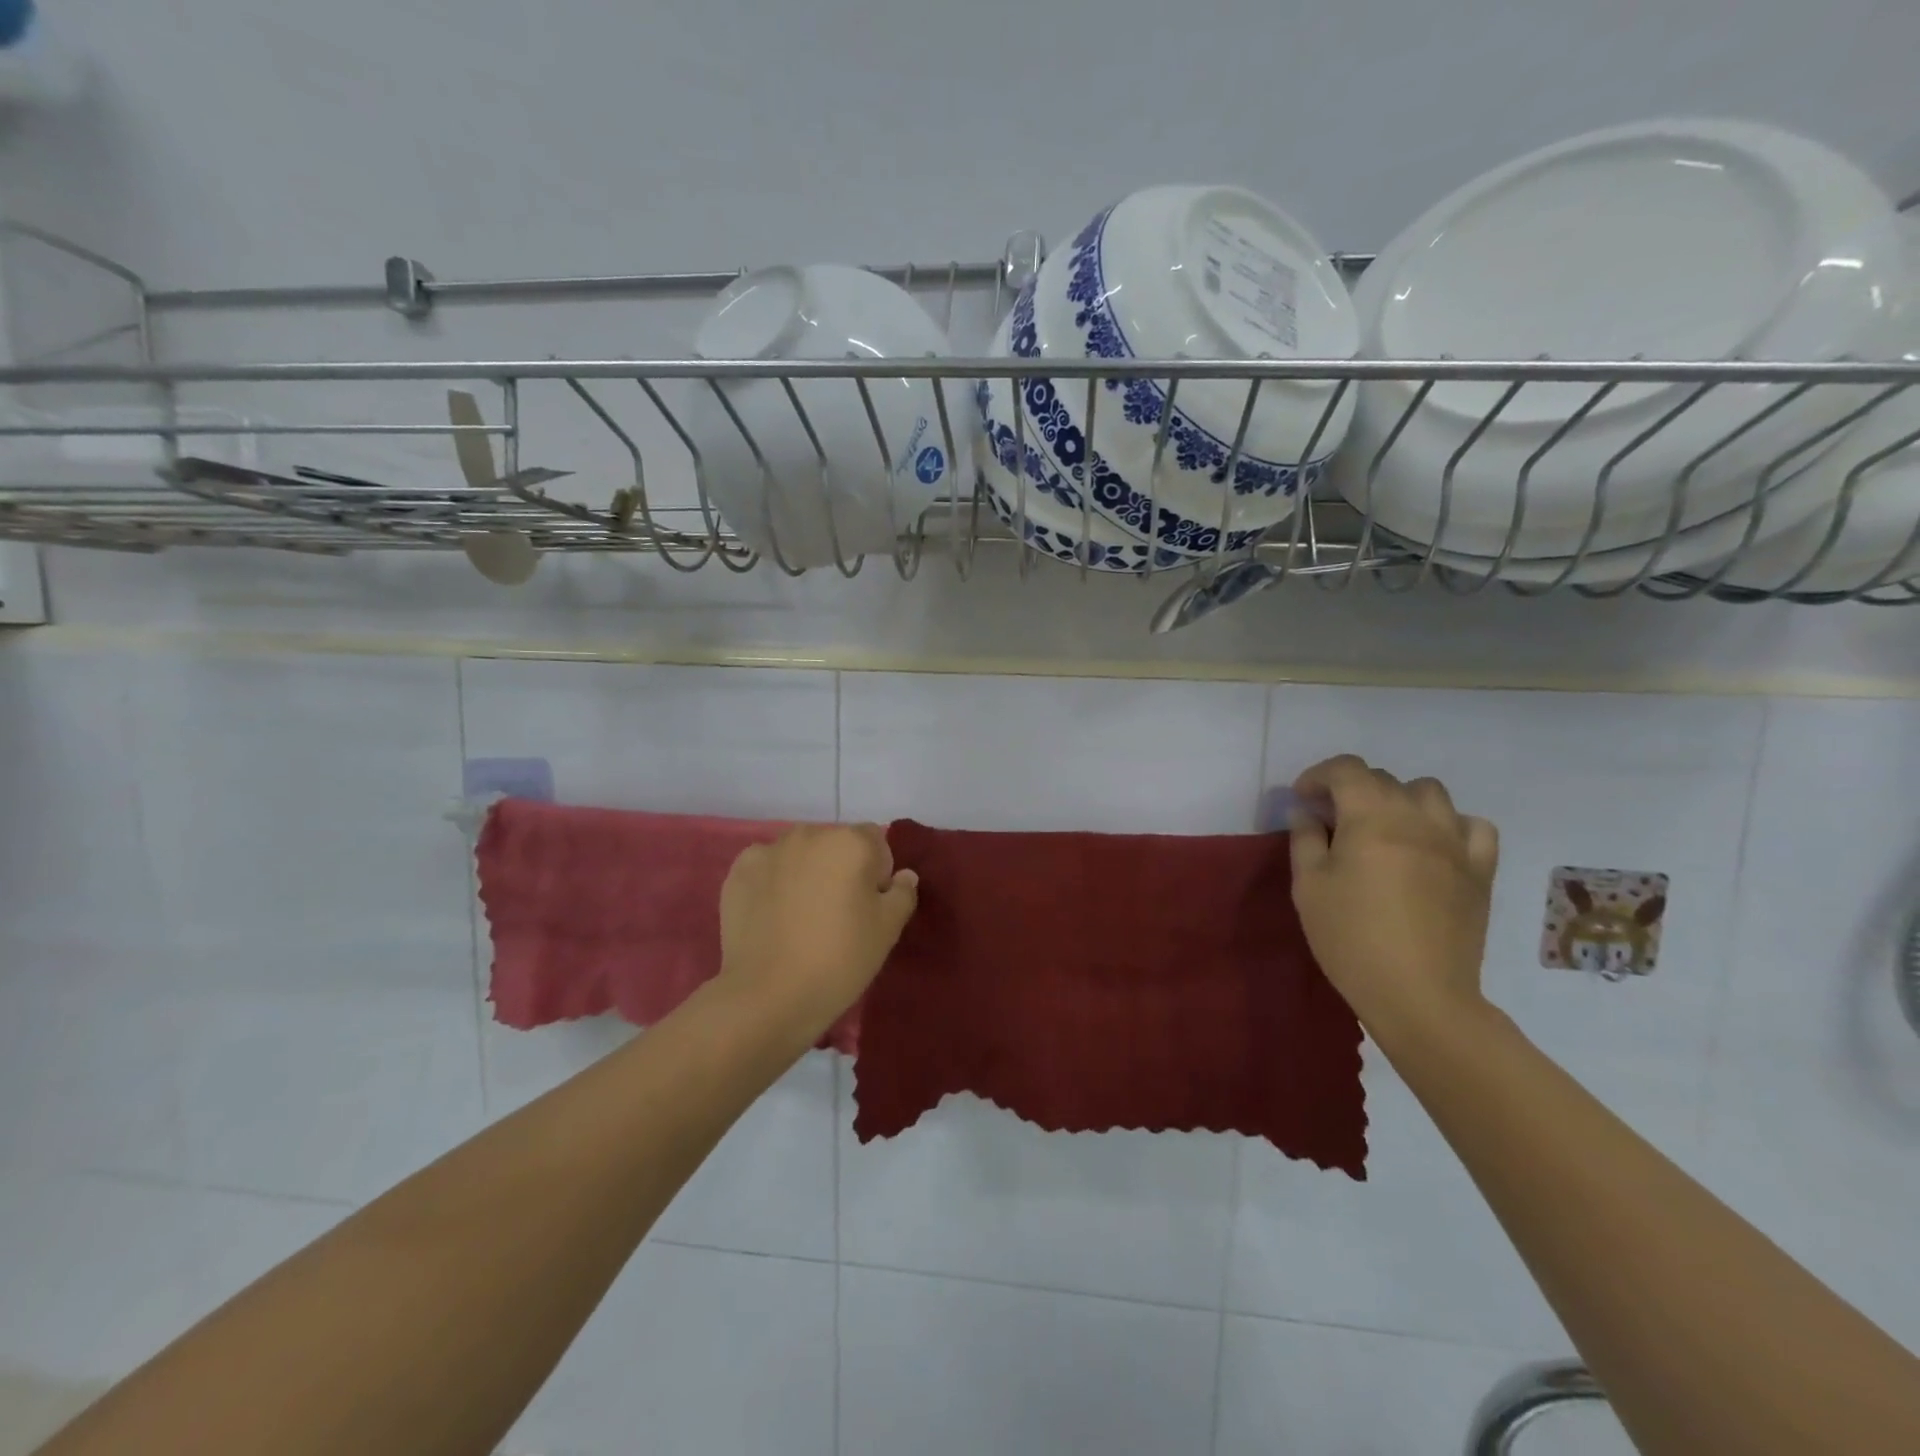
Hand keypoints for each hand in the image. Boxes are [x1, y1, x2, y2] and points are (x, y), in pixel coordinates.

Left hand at [717, 824, 918, 1034]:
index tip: (869, 908)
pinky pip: (767, 867)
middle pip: (835, 844)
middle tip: (836, 915)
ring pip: (800, 854)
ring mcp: (769, 850)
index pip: (875, 842)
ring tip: (801, 917)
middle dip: (840, 869)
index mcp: (851, 841)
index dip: (877, 874)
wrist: (768, 995)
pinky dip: (773, 882)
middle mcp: (810, 834)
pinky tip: (772, 916)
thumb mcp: (888, 930)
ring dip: (806, 872)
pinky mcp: (738, 871)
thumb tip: (903, 876)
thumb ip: (902, 893)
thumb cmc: (839, 959)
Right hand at [1288, 756, 1499, 1046]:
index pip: (1346, 770)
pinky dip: (1449, 824)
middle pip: (1383, 779)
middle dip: (1351, 789)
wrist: (1418, 994)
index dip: (1318, 775)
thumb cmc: (1351, 938)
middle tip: (1332, 820)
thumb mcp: (1309, 886)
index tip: (1302, 799)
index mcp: (1371, 818)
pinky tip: (1432, 845)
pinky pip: (1473, 826)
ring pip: (1430, 793)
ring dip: (1400, 799)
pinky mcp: (1480, 871)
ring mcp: (1455, 843)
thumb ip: (1305, 839)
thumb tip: (1307, 812)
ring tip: (1383, 827)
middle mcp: (1417, 818)